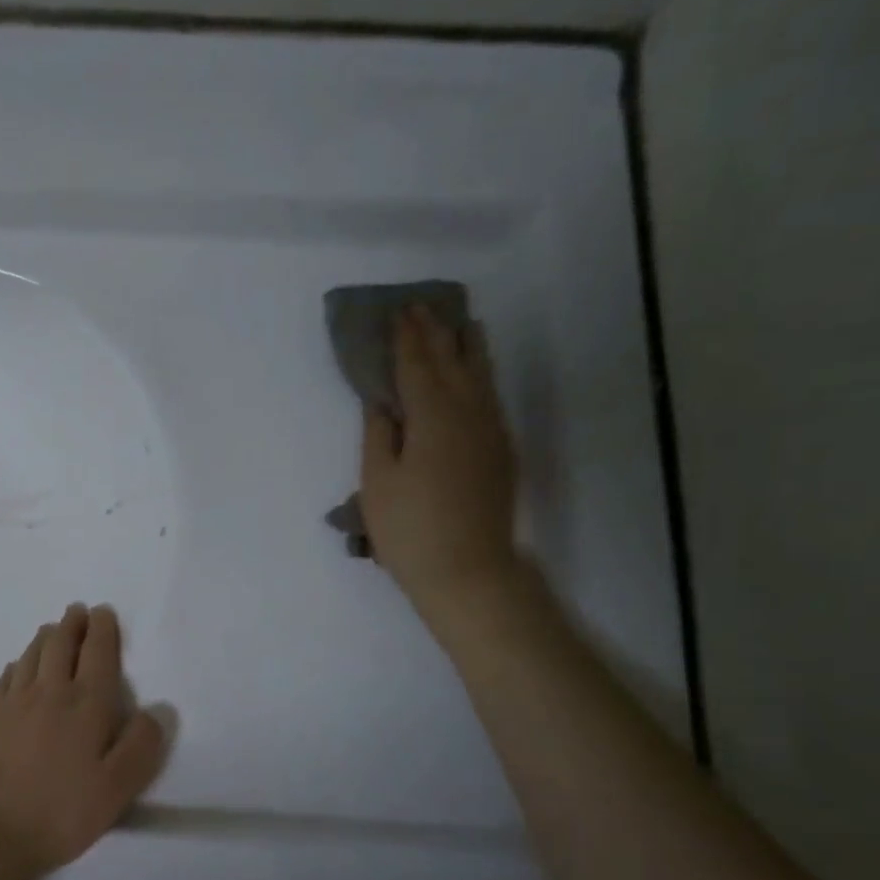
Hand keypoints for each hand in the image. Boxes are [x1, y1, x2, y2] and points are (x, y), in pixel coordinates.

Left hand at [0, 604, 168, 879]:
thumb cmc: (60, 811)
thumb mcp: (116, 788)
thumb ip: (141, 746)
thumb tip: (156, 709)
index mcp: (86, 704)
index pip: (98, 653)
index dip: (103, 629)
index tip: (104, 612)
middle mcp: (50, 692)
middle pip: (61, 645)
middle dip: (73, 624)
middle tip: (78, 611)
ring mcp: (16, 704)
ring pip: (33, 655)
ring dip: (46, 637)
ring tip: (53, 629)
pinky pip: (8, 678)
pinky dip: (18, 664)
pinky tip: (18, 667)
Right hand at [360, 305, 520, 624]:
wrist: (467, 571)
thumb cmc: (409, 529)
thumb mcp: (378, 482)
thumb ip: (379, 434)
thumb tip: (382, 400)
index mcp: (433, 418)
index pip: (417, 366)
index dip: (407, 339)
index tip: (399, 312)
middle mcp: (469, 415)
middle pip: (454, 362)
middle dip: (437, 334)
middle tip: (423, 308)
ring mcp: (491, 433)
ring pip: (481, 377)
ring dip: (467, 348)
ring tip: (461, 325)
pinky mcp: (501, 452)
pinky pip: (490, 398)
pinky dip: (480, 376)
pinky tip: (474, 374)